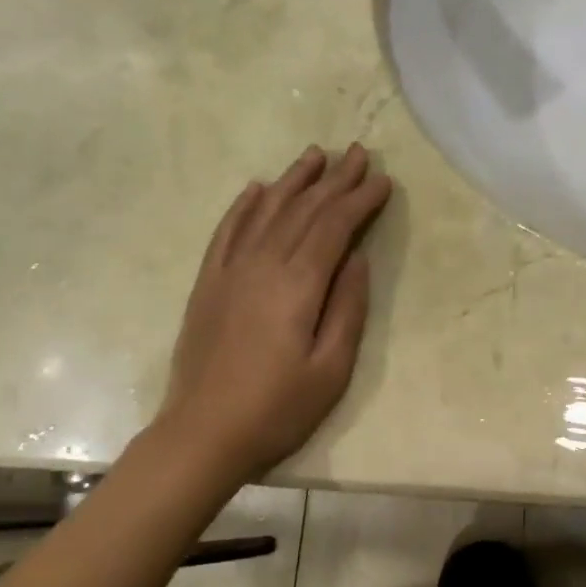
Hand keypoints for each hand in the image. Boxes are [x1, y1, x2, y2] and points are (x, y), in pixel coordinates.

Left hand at [154, 145, 391, 481]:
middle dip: (334, 180)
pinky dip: (243, 206)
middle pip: (304, 210)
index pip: (335, 226)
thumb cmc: (278, 408)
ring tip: (314, 155)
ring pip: (266, 211)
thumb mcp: (332, 368)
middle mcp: (263, 264)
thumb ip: (348, 307)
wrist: (203, 434)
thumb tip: (357, 257)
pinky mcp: (208, 283)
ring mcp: (230, 271)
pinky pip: (227, 232)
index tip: (382, 179)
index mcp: (299, 284)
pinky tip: (256, 188)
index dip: (360, 199)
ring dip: (293, 181)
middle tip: (357, 152)